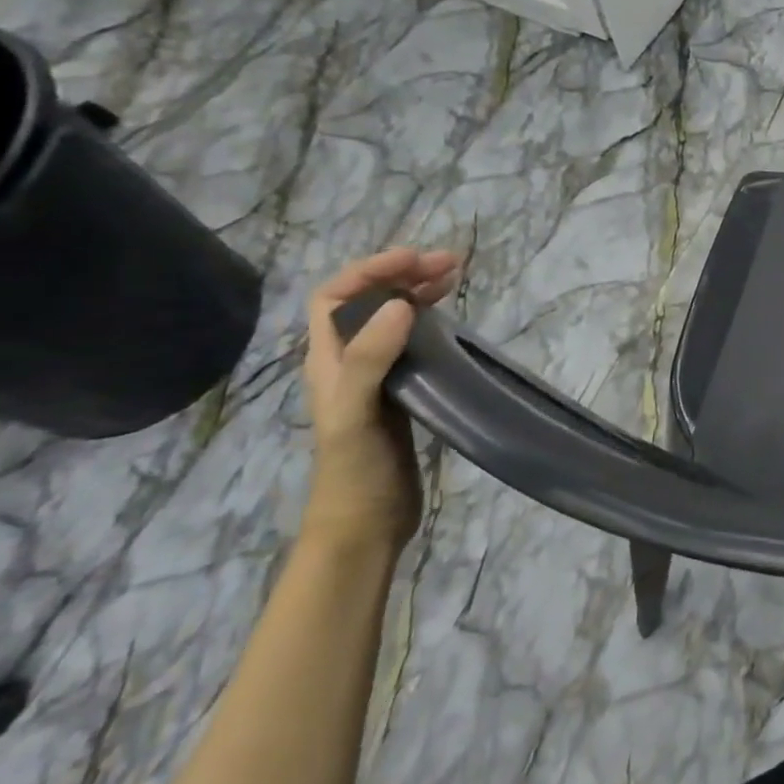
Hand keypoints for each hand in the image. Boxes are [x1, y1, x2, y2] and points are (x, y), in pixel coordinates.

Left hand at [300, 248, 460, 549]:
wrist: (365, 523)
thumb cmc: (355, 469)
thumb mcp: (357, 413)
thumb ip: (371, 359)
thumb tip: (399, 305)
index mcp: (328, 361)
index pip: (335, 297)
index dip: (370, 271)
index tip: (415, 259)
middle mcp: (349, 361)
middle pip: (367, 302)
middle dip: (402, 275)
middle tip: (450, 263)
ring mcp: (376, 377)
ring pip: (392, 320)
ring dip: (418, 293)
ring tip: (455, 278)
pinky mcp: (402, 392)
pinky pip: (413, 343)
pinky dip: (432, 322)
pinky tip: (452, 322)